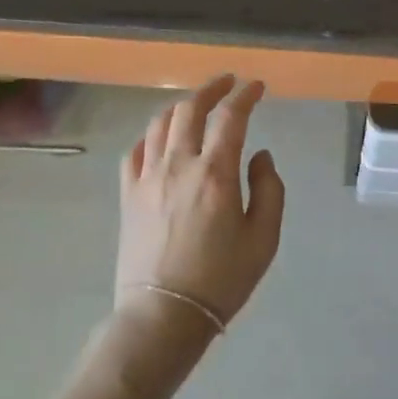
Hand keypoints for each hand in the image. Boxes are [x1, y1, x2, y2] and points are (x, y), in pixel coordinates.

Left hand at [115, 75, 285, 335]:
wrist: (163, 315)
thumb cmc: (221, 280)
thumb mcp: (263, 239)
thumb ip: (269, 190)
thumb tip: (260, 156)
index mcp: (215, 173)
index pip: (230, 117)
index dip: (245, 95)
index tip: (256, 86)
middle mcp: (178, 164)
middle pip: (190, 109)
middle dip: (211, 89)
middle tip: (227, 83)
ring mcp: (147, 177)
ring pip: (160, 123)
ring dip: (181, 106)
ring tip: (196, 106)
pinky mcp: (128, 194)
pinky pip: (135, 150)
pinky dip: (151, 135)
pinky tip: (161, 139)